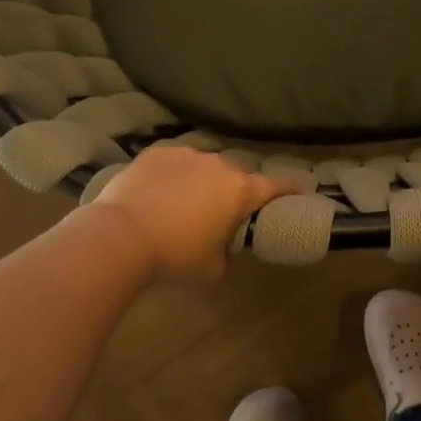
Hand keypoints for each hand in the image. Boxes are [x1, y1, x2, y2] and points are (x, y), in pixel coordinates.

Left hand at [90, 147, 297, 282]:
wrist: (121, 235)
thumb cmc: (175, 255)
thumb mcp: (211, 268)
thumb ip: (225, 254)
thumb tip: (220, 249)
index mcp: (239, 191)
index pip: (275, 186)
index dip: (290, 187)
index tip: (300, 187)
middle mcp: (218, 165)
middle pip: (234, 177)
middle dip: (230, 192)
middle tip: (217, 214)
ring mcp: (185, 154)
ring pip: (202, 167)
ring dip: (199, 182)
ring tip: (180, 205)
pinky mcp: (155, 152)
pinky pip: (173, 163)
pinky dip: (171, 176)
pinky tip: (156, 194)